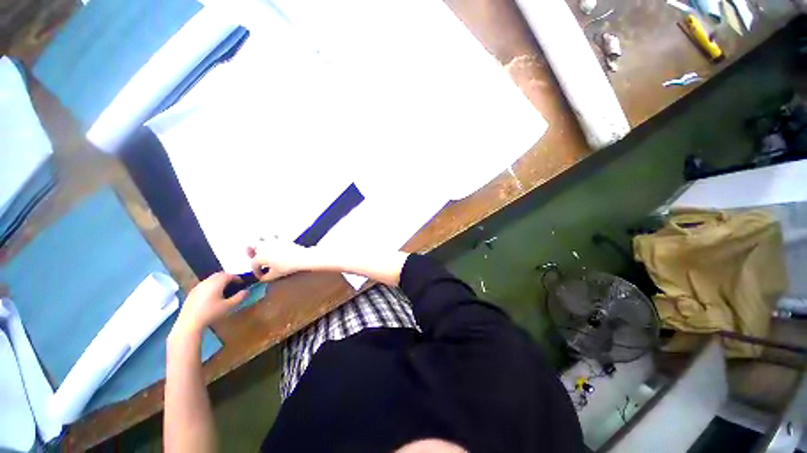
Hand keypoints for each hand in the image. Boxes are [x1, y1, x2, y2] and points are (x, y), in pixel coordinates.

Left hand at [174, 273, 246, 335]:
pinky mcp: (192, 293)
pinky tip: (212, 296)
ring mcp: (197, 287)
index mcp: (216, 283)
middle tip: (234, 284)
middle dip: (228, 277)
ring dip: (219, 281)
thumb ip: (239, 297)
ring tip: (223, 290)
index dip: (237, 278)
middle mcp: (206, 282)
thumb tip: (247, 291)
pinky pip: (204, 285)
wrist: (189, 323)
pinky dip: (211, 286)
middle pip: (219, 274)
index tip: (242, 283)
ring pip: (211, 279)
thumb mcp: (229, 306)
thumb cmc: (211, 313)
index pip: (229, 275)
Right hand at [247, 237, 314, 281]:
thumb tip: (263, 278)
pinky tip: (275, 242)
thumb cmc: (287, 266)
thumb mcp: (275, 275)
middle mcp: (264, 246)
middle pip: (251, 245)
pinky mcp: (283, 239)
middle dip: (250, 251)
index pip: (254, 265)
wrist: (301, 258)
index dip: (257, 272)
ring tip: (262, 246)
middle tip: (253, 256)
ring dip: (259, 240)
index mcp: (260, 256)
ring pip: (261, 236)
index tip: (261, 276)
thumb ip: (266, 277)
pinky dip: (273, 237)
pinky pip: (275, 235)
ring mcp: (273, 241)